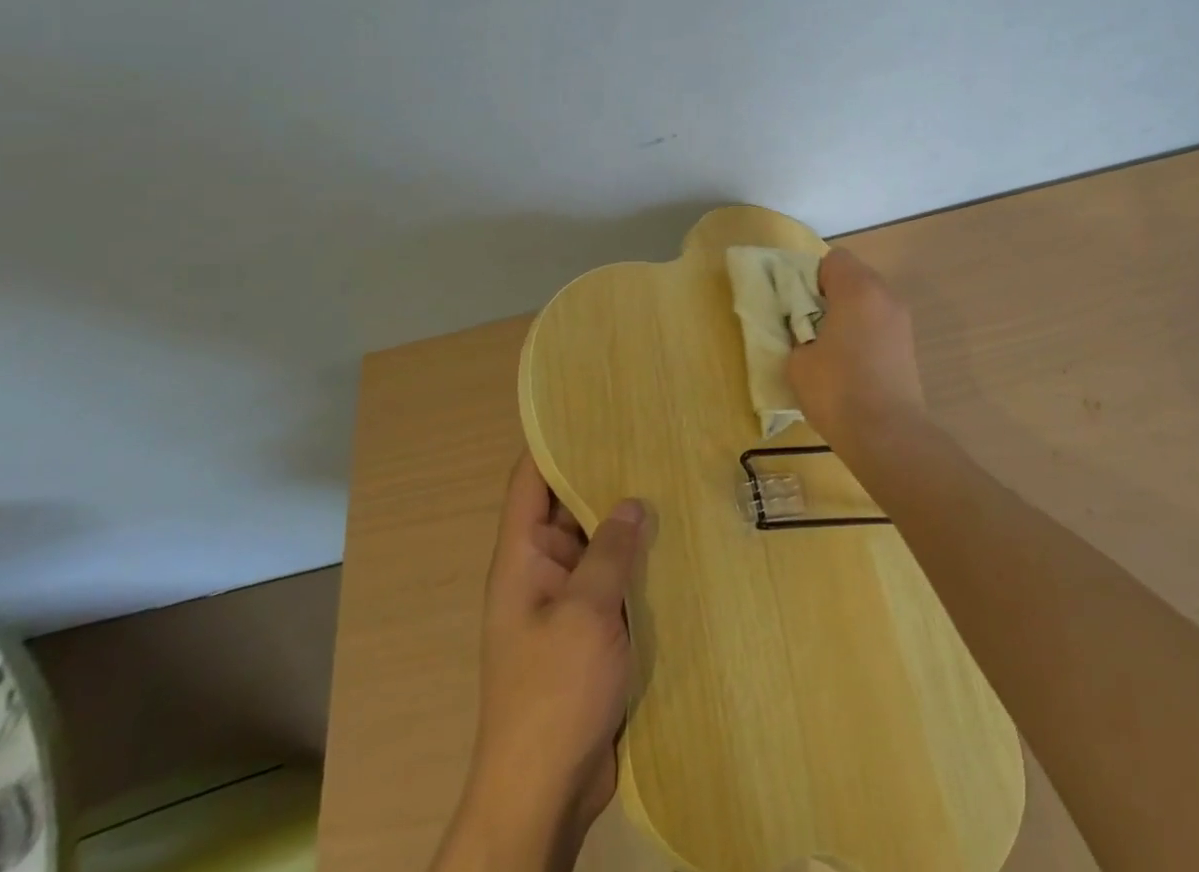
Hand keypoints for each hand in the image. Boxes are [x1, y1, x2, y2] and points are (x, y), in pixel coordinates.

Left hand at [435, 454, 647, 871]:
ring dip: (627, 520)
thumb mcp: (586, 612)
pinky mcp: (590, 631)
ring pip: (597, 543)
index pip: (529, 480)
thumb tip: (634, 501)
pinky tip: (677, 541)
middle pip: (569, 505)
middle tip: (654, 436)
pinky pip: (612, 580)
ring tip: (674, 476)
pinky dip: (637, 561)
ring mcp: (566, 602)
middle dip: (605, 474)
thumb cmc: (554, 693)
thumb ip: (610, 551)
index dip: (553, 440)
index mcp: (521, 557)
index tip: (592, 406)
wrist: (544, 792)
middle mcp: (541, 570)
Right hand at [787, 247, 927, 452]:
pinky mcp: (908, 345)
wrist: (887, 435)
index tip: (799, 305)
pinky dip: (864, 333)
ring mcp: (901, 321)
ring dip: (849, 314)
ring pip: (868, 301)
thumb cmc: (837, 390)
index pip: (834, 259)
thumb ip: (797, 334)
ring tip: (830, 347)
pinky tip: (851, 364)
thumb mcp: (797, 361)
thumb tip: (806, 334)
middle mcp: (885, 295)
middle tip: (809, 325)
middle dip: (830, 294)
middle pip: (854, 276)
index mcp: (857, 289)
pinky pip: (879, 324)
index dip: (812, 277)